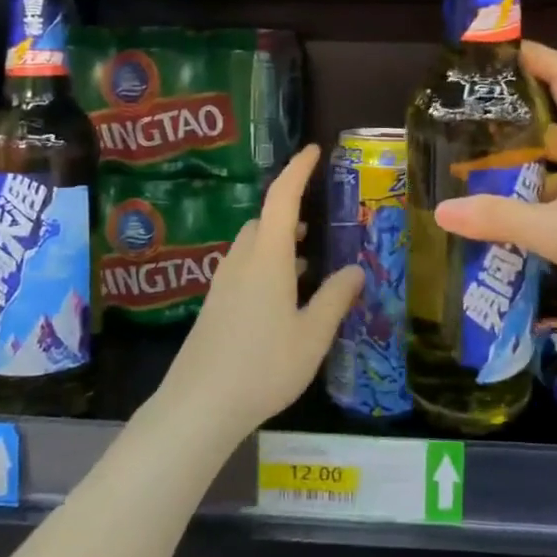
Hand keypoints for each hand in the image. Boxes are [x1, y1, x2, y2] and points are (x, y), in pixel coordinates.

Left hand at [158, 144, 363, 442]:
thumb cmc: (263, 367)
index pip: (283, 198)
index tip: (313, 150)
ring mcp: (224, 282)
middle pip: (265, 220)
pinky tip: (284, 293)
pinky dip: (268, 263)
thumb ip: (335, 299)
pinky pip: (245, 267)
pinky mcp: (216, 304)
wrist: (199, 406)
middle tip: (320, 219)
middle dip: (291, 210)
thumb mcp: (312, 335)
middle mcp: (242, 261)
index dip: (298, 170)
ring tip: (310, 257)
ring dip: (280, 240)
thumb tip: (356, 270)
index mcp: (268, 258)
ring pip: (253, 245)